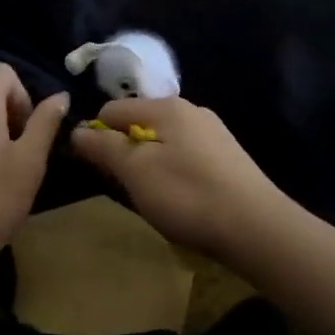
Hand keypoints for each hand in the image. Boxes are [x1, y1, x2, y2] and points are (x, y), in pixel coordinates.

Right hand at [69, 97, 291, 260]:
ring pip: (164, 141)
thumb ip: (105, 147)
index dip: (97, 137)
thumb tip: (77, 129)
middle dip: (126, 153)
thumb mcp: (136, 172)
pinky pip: (186, 156)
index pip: (112, 109)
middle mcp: (191, 110)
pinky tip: (183, 200)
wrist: (257, 227)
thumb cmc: (188, 195)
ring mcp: (213, 133)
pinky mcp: (228, 157)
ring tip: (156, 198)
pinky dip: (174, 173)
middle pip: (140, 124)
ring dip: (150, 165)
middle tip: (127, 188)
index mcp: (166, 107)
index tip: (97, 170)